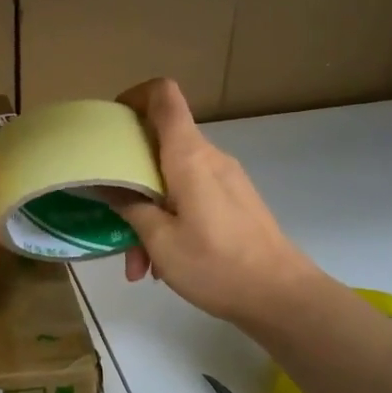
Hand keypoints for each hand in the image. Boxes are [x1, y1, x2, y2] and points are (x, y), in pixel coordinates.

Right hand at [115, 79, 317, 332]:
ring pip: (171, 179)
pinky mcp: (233, 201)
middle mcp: (208, 157)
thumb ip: (130, 207)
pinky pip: (190, 197)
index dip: (134, 97)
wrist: (283, 297)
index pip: (163, 95)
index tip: (111, 124)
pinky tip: (162, 265)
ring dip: (148, 213)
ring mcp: (224, 179)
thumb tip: (109, 185)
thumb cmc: (217, 264)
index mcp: (188, 156)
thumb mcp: (160, 241)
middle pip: (160, 143)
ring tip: (139, 265)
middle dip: (129, 177)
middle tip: (110, 215)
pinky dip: (169, 221)